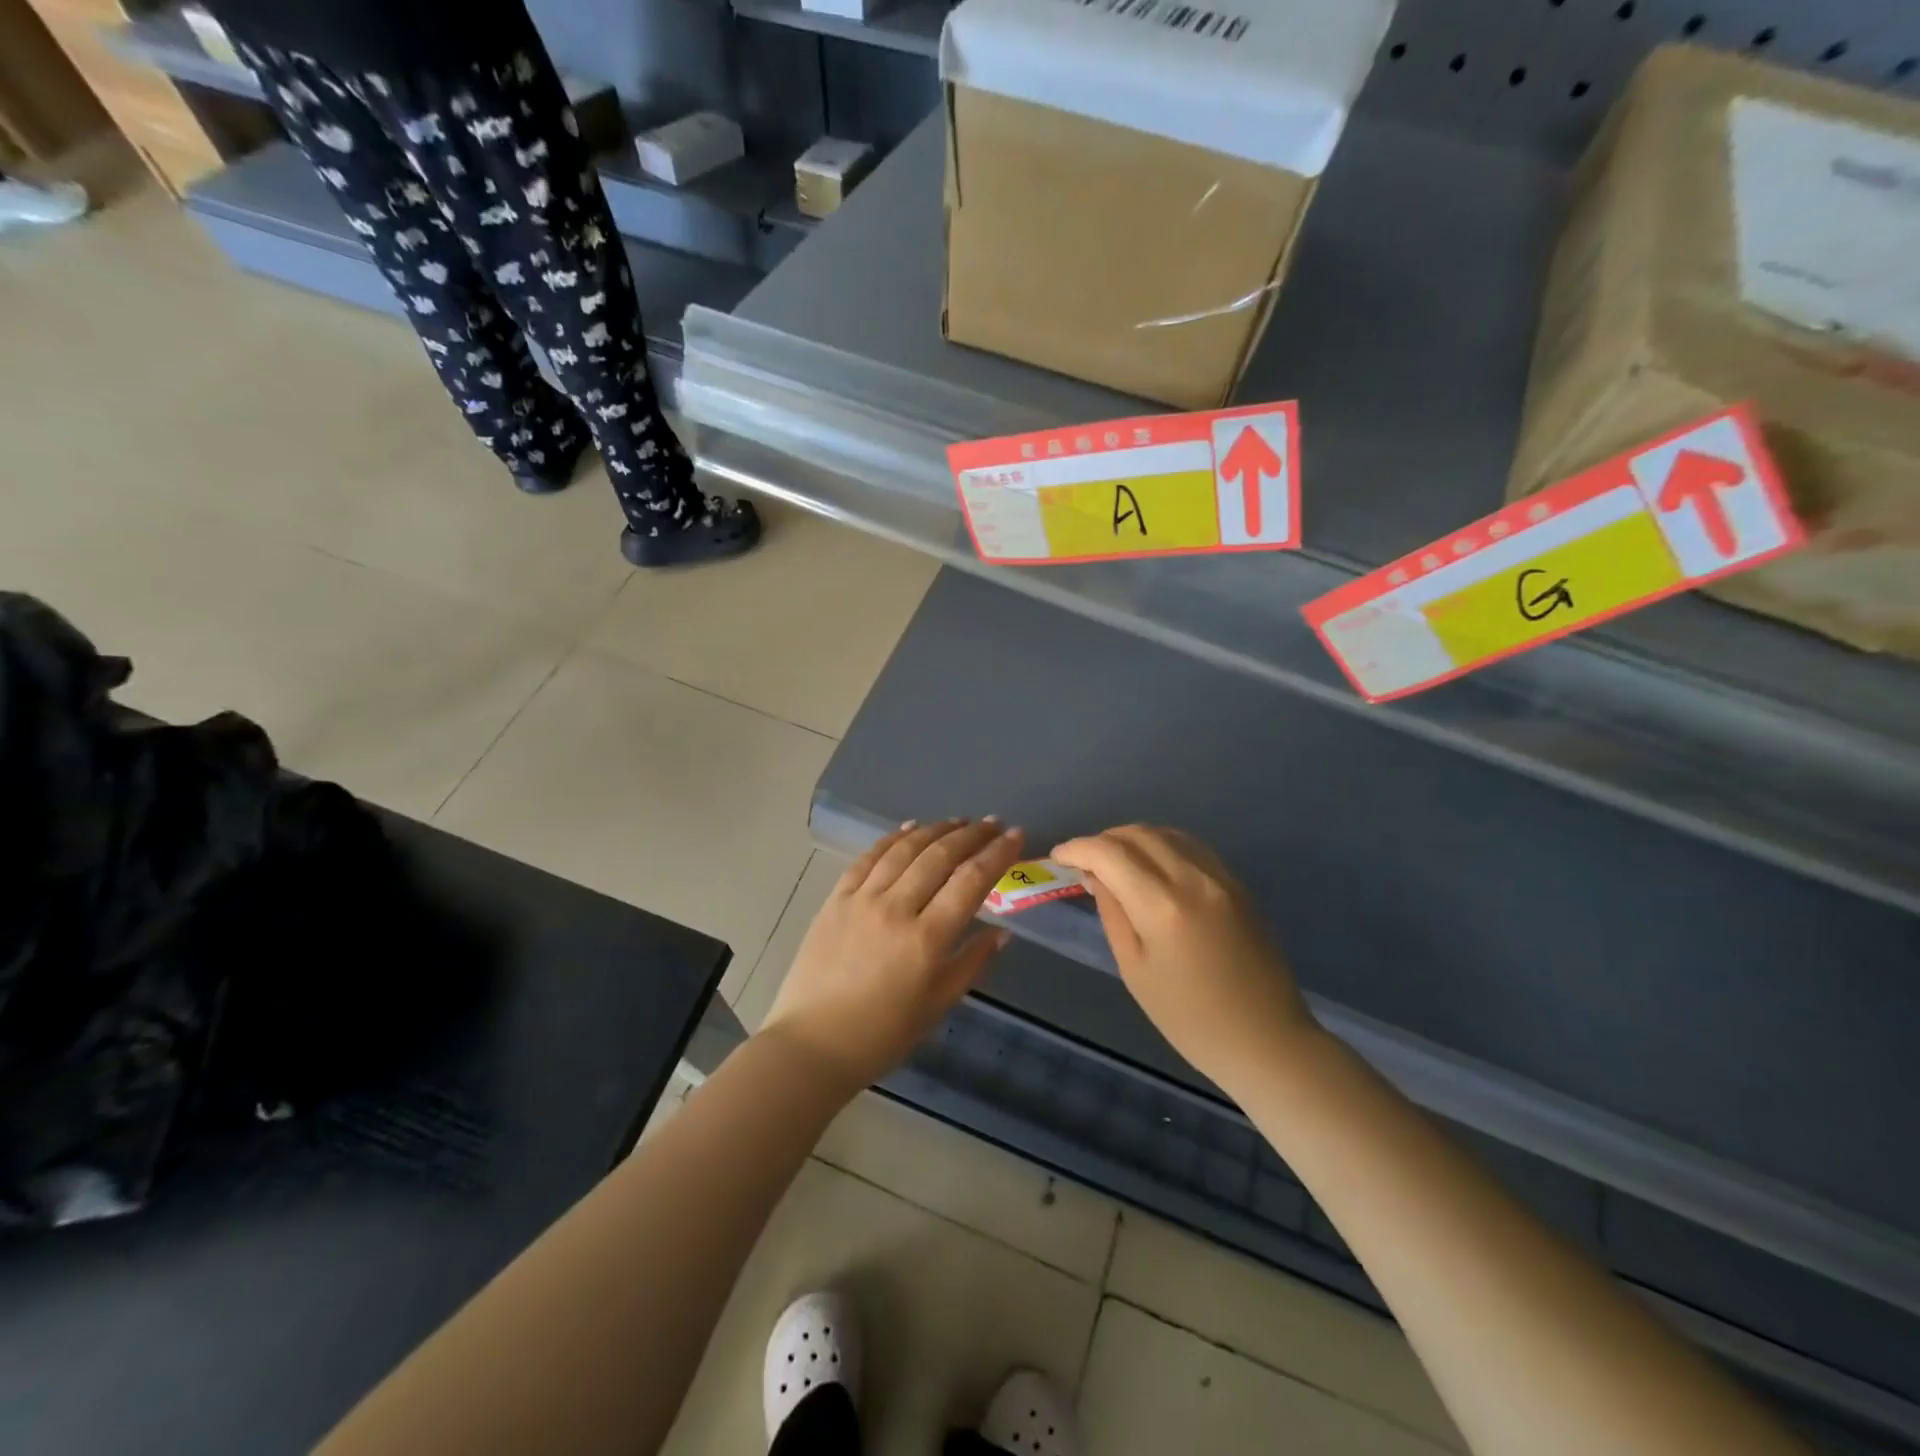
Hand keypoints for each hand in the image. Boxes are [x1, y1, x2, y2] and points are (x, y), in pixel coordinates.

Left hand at [762, 819, 1025, 1094]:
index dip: (997, 854)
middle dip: (971, 835)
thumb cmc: (881, 1035)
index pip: (970, 881)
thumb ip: (971, 963)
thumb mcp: (937, 1006)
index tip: (1015, 835)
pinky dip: (892, 838)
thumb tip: (1002, 932)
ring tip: (958, 822)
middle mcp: (896, 909)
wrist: (811, 1045)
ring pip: (905, 849)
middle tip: (991, 823)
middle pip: (940, 856)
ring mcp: (862, 899)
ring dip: (935, 830)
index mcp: (926, 939)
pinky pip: (868, 858)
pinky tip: (909, 828)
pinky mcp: (836, 899)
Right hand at [1051, 826, 1317, 1090]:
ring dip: (1132, 838)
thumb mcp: (1135, 970)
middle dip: (1103, 840)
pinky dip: (1162, 845)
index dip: (1077, 848)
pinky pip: (1190, 846)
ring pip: (1166, 833)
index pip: (1109, 853)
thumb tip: (1096, 876)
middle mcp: (1192, 878)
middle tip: (1083, 862)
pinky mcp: (1236, 883)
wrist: (1266, 1039)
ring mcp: (1220, 877)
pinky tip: (1150, 866)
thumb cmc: (1190, 1019)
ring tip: (1114, 862)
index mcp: (1162, 906)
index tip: (1059, 857)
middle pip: (1138, 834)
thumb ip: (1113, 913)